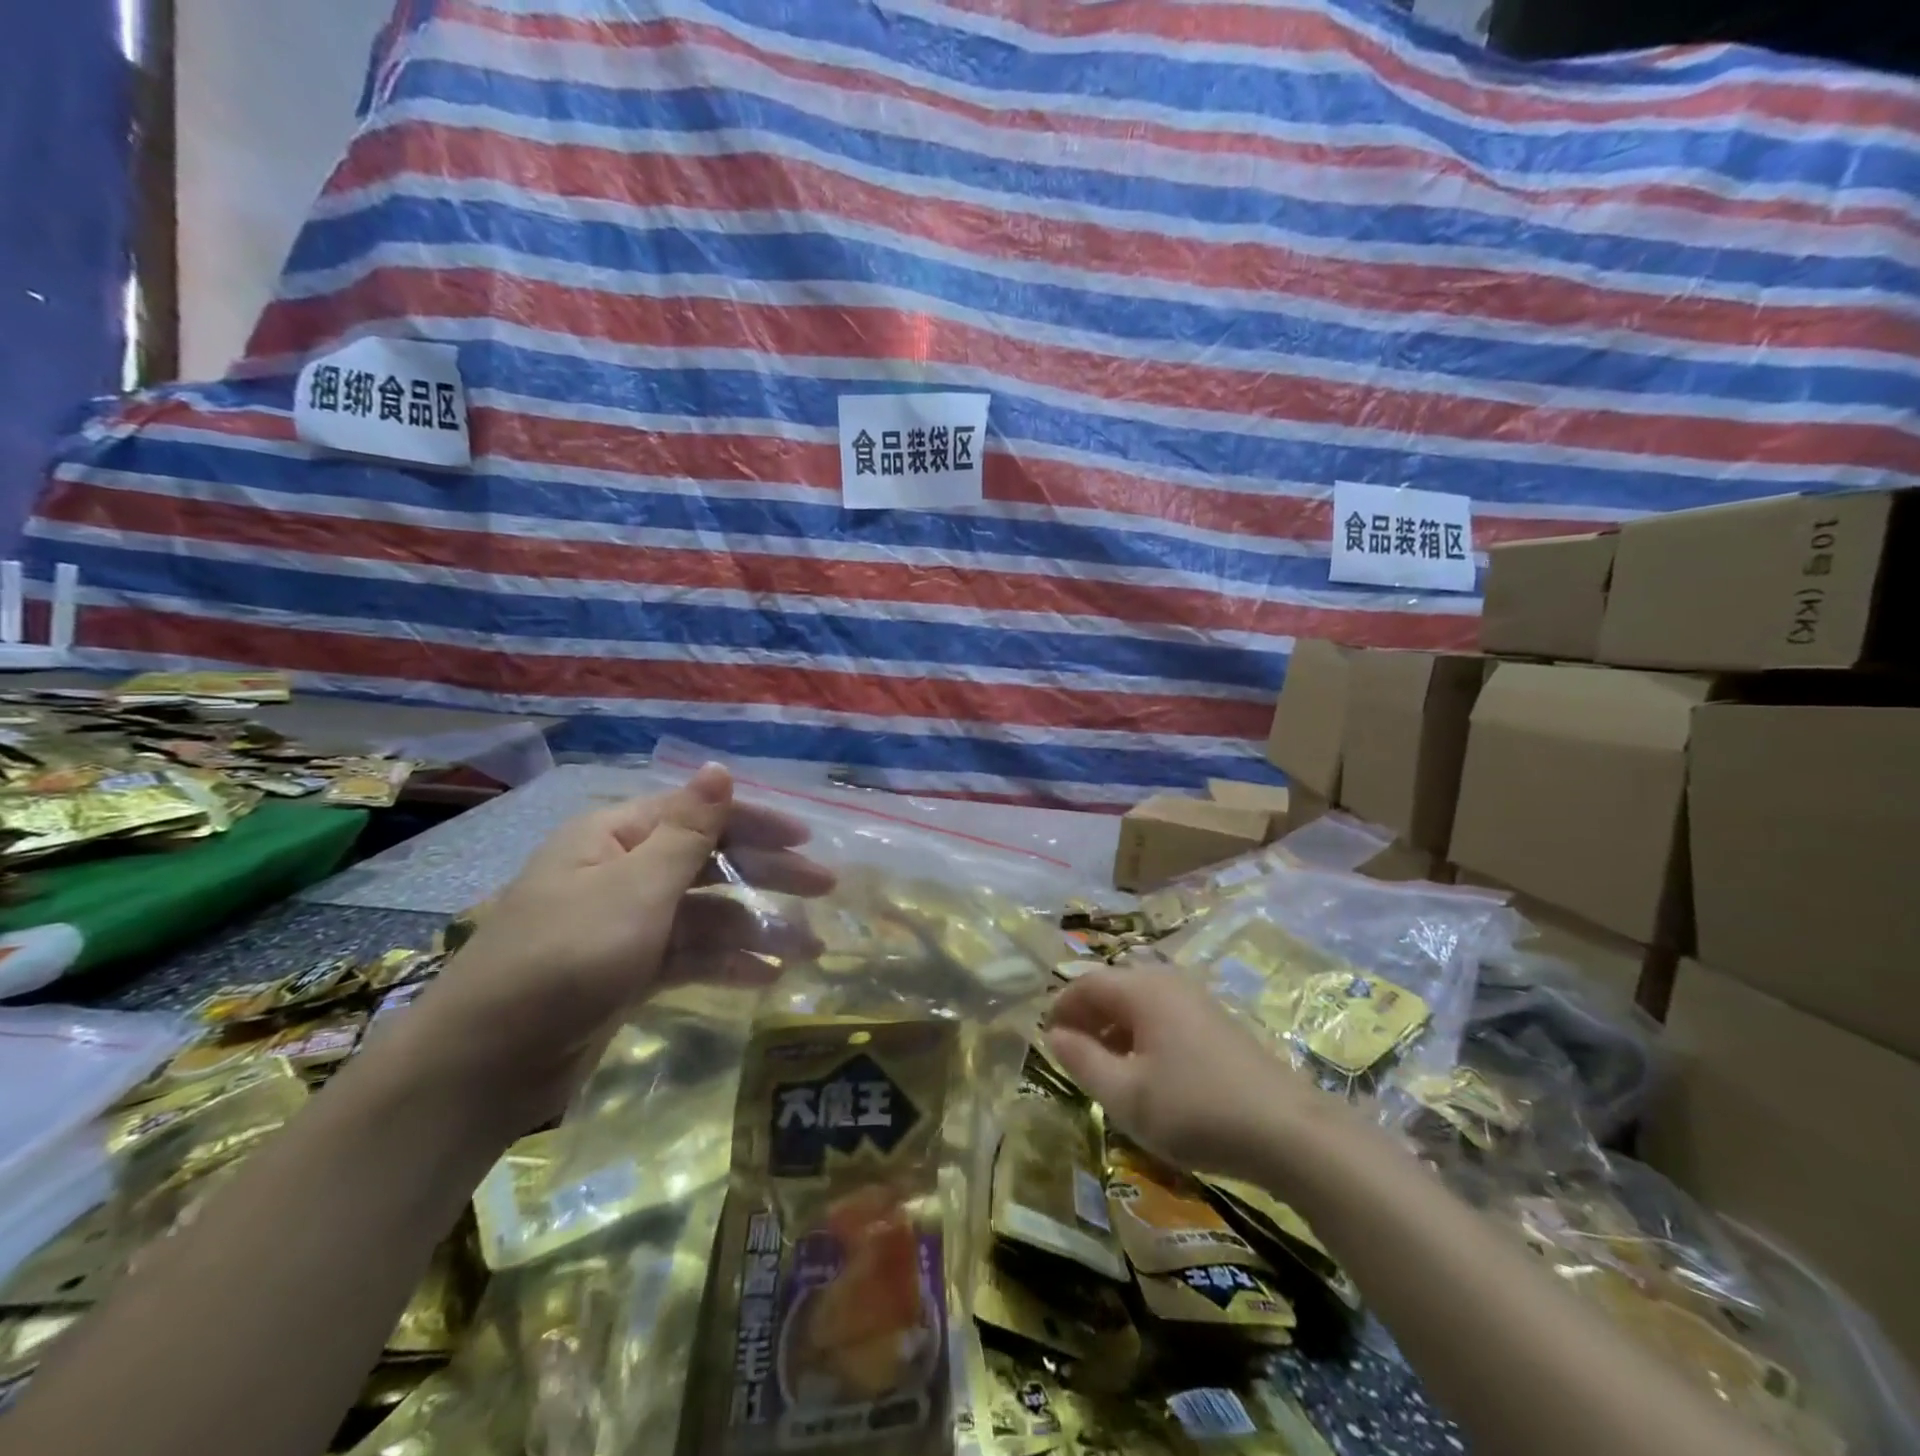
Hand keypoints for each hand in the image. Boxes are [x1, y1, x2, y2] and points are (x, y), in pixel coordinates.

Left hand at [384, 764, 833, 1132]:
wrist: (485, 1065)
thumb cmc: (566, 957)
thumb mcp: (636, 888)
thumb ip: (689, 831)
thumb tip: (718, 766)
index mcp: (617, 836)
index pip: (700, 814)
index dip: (757, 822)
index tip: (807, 839)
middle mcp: (624, 871)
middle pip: (710, 861)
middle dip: (768, 874)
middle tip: (825, 889)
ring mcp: (628, 924)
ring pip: (707, 914)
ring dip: (756, 928)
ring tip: (808, 950)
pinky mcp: (630, 971)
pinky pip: (690, 955)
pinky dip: (727, 963)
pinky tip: (768, 978)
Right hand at [1045, 967, 1338, 1185]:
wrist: (1289, 1131)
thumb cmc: (1195, 1109)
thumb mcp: (1127, 1095)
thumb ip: (1082, 1061)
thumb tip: (1054, 1035)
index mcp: (1141, 988)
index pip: (1085, 983)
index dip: (1060, 1009)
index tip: (1045, 1041)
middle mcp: (1167, 981)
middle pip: (1113, 989)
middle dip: (1087, 1019)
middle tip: (1071, 1058)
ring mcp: (1196, 999)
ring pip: (1139, 1004)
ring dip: (1114, 1030)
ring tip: (1105, 1070)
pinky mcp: (1216, 1022)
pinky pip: (1164, 1016)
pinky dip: (1142, 1036)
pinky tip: (1148, 1075)